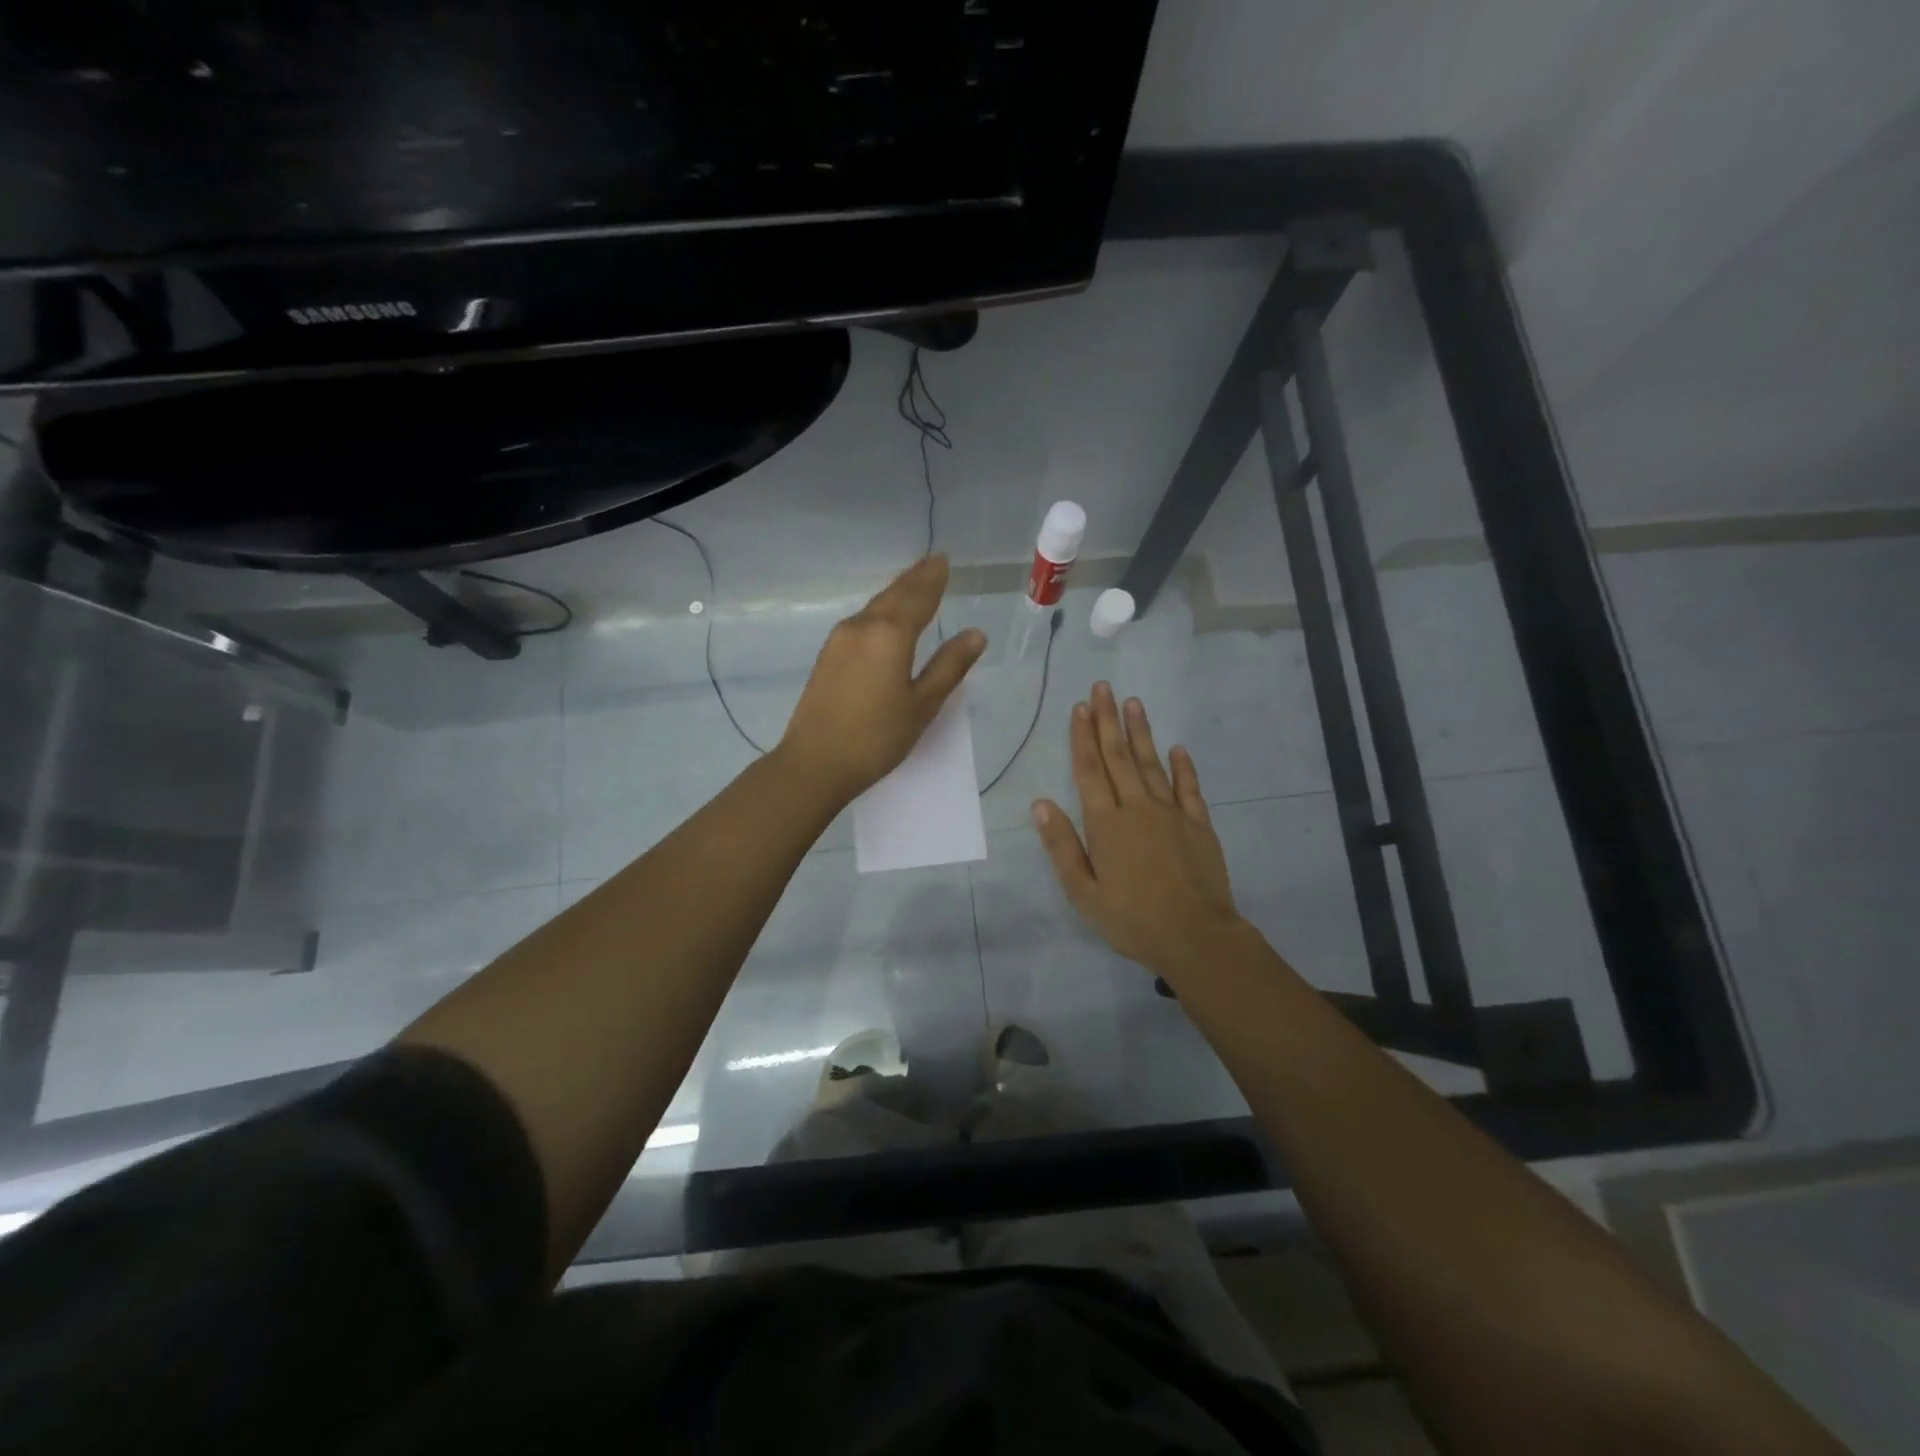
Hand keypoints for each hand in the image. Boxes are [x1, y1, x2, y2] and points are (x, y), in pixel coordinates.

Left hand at [779, 555, 986, 803]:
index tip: (943, 560)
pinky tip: (884, 618)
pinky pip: (861, 622)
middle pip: (893, 595)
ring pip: (874, 607)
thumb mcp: (922, 705)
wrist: (815, 763)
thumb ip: (949, 666)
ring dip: (896, 593)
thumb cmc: (877, 738)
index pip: (918, 597)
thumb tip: (976, 634)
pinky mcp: (827, 656)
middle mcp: (861, 627)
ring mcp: (839, 640)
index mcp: (889, 634)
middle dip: (914, 579)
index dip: (933, 579)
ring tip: (913, 584)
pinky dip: (880, 611)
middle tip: (932, 562)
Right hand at [1032, 683, 1245, 979]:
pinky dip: (1183, 766)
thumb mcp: (1083, 891)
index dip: (1083, 737)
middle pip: (1119, 757)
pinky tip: (1177, 747)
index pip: (1089, 770)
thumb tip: (1040, 804)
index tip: (1080, 707)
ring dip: (1141, 732)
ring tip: (1133, 703)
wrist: (1196, 936)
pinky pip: (1188, 788)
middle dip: (1108, 720)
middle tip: (1103, 688)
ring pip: (1152, 764)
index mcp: (1106, 823)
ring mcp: (1171, 813)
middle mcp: (1137, 807)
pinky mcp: (1199, 825)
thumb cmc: (1132, 918)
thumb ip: (1061, 845)